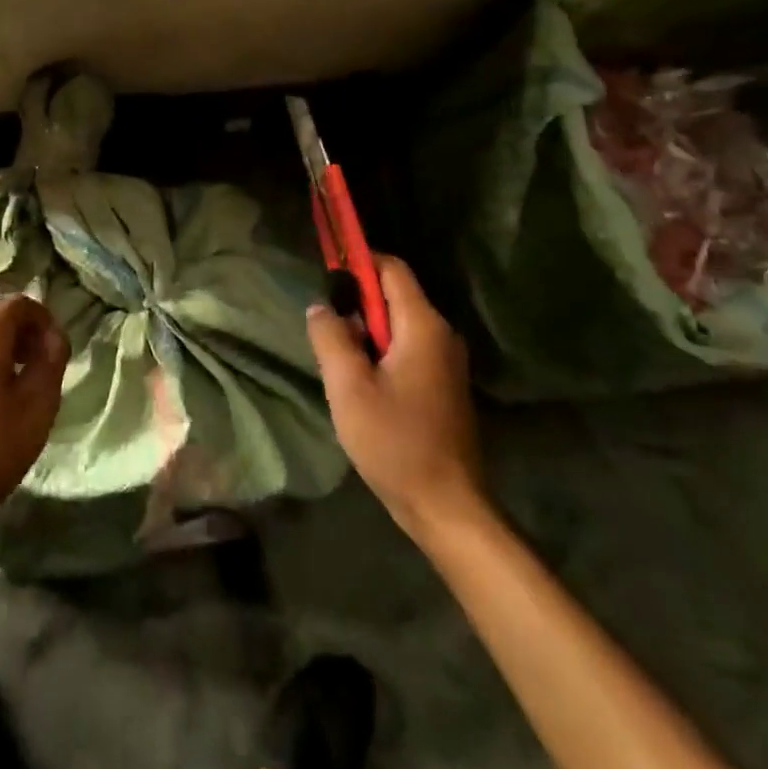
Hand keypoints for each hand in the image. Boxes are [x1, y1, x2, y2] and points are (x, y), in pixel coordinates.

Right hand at [308, 256, 487, 538]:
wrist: (446, 506)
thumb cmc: (395, 442)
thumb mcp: (348, 386)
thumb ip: (330, 337)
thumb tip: (321, 305)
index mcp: (423, 326)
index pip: (391, 269)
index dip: (358, 262)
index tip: (327, 275)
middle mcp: (442, 335)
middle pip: (394, 296)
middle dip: (357, 304)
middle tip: (326, 331)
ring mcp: (447, 361)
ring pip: (398, 325)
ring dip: (366, 333)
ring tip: (339, 362)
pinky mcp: (444, 385)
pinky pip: (408, 349)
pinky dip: (381, 353)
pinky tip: (361, 384)